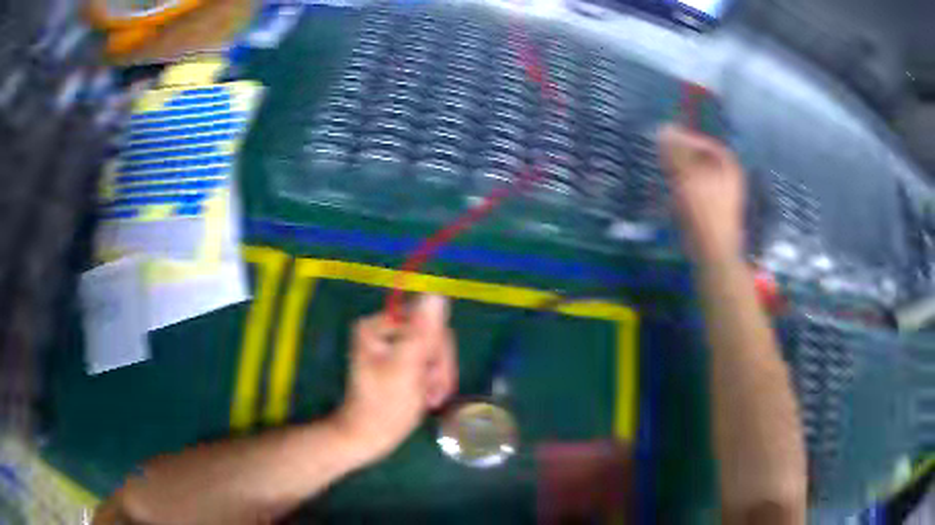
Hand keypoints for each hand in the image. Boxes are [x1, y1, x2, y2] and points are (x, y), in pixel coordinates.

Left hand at [331, 295, 457, 465]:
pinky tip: (426, 398)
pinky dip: (433, 381)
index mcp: (377, 325)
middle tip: (433, 394)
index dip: (438, 349)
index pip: (427, 320)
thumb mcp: (406, 368)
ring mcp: (392, 346)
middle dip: (438, 367)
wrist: (368, 438)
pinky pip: (429, 362)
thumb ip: (422, 332)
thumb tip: (437, 293)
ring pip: (435, 351)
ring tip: (429, 399)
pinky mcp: (399, 361)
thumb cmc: (384, 407)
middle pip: (432, 335)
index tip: (433, 377)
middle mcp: (384, 330)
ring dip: (438, 377)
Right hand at [658, 124, 745, 263]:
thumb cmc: (703, 211)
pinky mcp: (714, 215)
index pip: (707, 144)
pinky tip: (673, 198)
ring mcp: (723, 199)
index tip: (667, 141)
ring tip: (666, 177)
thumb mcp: (687, 176)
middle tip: (663, 159)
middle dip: (682, 158)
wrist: (713, 253)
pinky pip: (698, 194)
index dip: (688, 139)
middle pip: (703, 161)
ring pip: (699, 178)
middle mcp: (729, 179)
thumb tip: (664, 128)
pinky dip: (685, 191)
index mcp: (728, 166)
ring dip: (682, 175)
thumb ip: (676, 151)